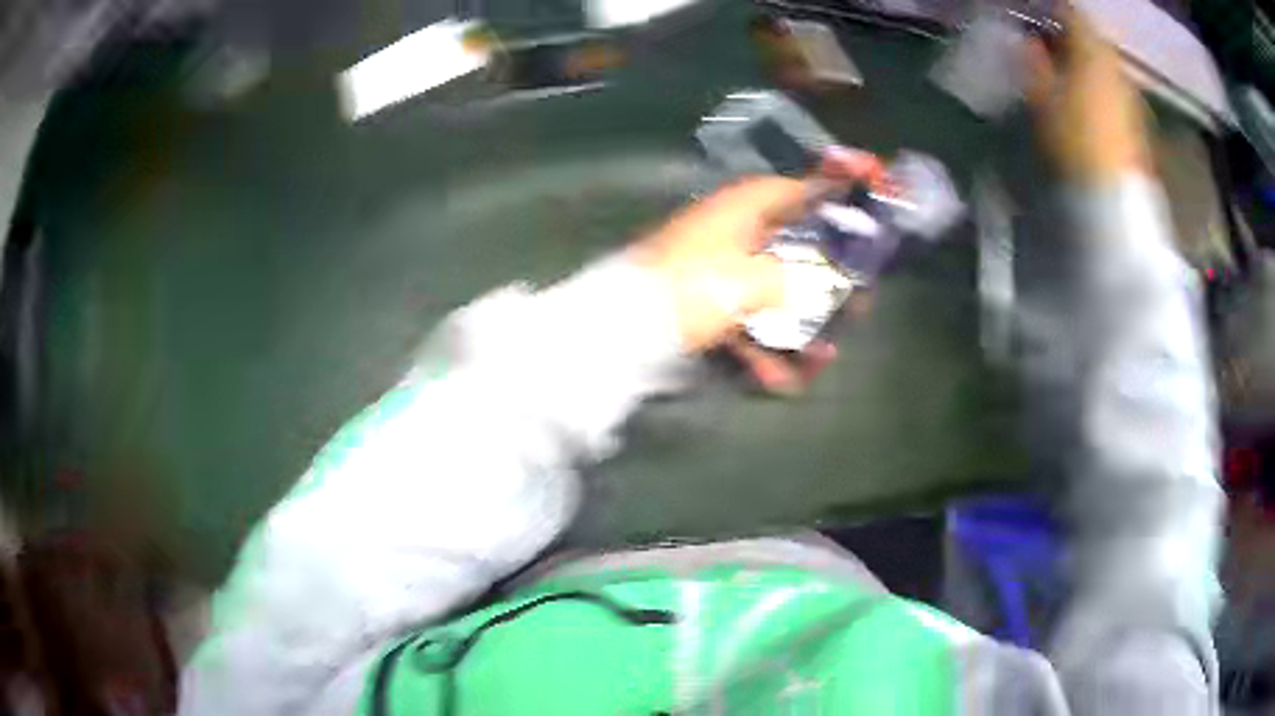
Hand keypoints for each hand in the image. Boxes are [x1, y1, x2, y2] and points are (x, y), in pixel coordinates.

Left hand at [631, 148, 885, 393]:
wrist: (623, 329)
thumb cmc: (693, 289)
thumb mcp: (753, 280)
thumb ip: (794, 279)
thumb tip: (811, 286)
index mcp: (743, 209)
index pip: (798, 188)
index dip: (834, 188)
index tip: (868, 194)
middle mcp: (734, 234)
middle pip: (795, 248)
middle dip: (828, 281)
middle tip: (859, 303)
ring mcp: (719, 273)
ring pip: (775, 293)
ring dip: (799, 327)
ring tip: (821, 358)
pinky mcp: (707, 308)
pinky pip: (747, 323)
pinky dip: (763, 349)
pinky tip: (780, 380)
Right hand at [1025, 5, 1151, 182]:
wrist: (1113, 207)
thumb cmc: (1073, 143)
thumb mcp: (1041, 100)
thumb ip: (1035, 64)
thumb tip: (1032, 42)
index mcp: (1093, 52)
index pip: (1074, 13)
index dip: (1055, 10)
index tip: (1038, 13)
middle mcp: (1117, 69)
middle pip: (1094, 41)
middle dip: (1072, 39)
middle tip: (1050, 44)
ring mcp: (1132, 100)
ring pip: (1107, 68)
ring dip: (1088, 65)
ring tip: (1068, 76)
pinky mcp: (1140, 128)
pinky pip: (1117, 94)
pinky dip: (1102, 90)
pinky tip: (1089, 104)